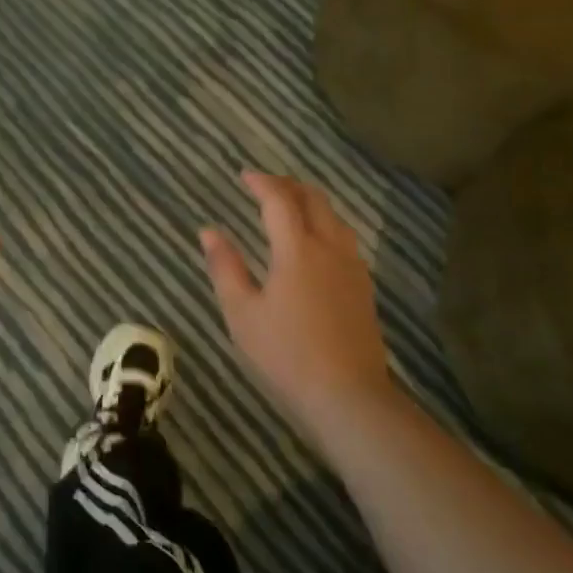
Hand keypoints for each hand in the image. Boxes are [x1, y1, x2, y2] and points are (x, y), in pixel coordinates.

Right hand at [200, 172, 395, 437]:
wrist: (349, 397)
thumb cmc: (285, 354)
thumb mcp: (242, 313)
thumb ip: (225, 267)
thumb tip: (209, 231)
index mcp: (297, 249)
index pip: (279, 201)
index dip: (261, 183)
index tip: (244, 176)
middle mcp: (329, 248)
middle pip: (314, 200)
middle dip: (289, 186)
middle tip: (266, 185)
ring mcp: (352, 267)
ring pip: (335, 218)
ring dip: (311, 203)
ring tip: (291, 206)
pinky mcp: (363, 288)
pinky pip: (344, 239)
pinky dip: (326, 224)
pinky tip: (316, 243)